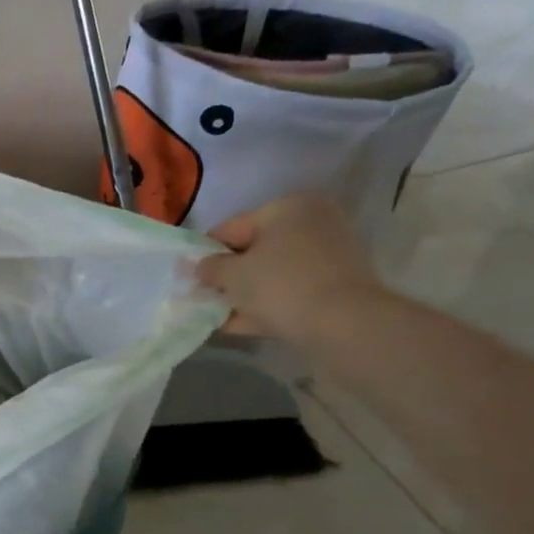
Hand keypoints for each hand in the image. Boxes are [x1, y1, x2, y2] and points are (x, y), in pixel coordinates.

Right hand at [195, 193, 383, 341]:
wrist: (344, 326)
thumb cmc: (280, 286)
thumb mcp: (232, 275)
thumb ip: (209, 268)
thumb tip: (197, 266)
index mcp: (288, 207)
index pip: (231, 228)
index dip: (205, 254)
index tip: (189, 277)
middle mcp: (313, 222)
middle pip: (254, 249)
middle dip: (229, 275)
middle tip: (205, 297)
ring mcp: (329, 255)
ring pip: (273, 272)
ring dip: (246, 293)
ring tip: (219, 316)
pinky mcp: (337, 285)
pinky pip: (291, 290)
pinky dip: (267, 304)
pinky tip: (240, 325)